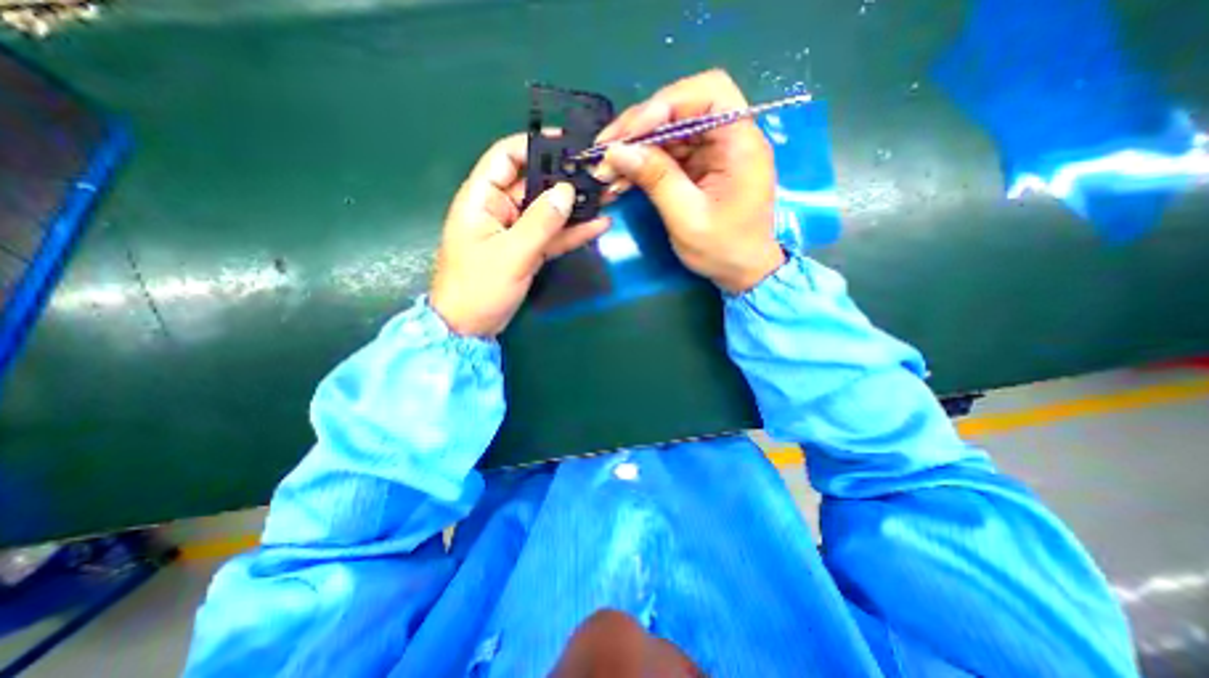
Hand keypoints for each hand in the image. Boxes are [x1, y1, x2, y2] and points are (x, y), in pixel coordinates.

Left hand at [431, 135, 608, 337]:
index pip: (506, 157)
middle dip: (564, 178)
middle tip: (598, 173)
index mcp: (482, 198)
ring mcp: (516, 231)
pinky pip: (553, 235)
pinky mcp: (528, 250)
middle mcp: (499, 209)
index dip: (534, 145)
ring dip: (574, 206)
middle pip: (534, 183)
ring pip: (548, 211)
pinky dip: (573, 232)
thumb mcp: (511, 254)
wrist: (470, 327)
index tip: (567, 144)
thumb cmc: (479, 287)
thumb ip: (540, 222)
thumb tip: (567, 191)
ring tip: (605, 196)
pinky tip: (598, 225)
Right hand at [597, 70, 783, 293]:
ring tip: (606, 169)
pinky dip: (643, 163)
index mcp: (741, 144)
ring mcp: (714, 152)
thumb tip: (617, 151)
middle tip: (606, 149)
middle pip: (683, 108)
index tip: (630, 133)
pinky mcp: (701, 166)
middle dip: (641, 126)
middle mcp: (730, 138)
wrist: (741, 273)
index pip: (709, 93)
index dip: (666, 103)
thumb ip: (656, 180)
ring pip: (670, 131)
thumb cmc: (723, 250)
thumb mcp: (687, 218)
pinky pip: (668, 154)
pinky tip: (621, 178)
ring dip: (636, 147)